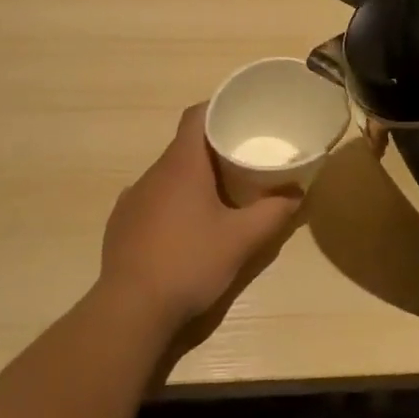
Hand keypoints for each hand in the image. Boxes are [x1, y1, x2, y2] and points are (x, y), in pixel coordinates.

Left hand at [98, 104, 301, 341]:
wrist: (131, 309)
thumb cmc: (190, 263)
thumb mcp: (242, 240)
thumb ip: (274, 212)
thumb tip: (297, 193)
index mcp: (181, 166)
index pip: (196, 116)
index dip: (218, 108)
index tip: (241, 115)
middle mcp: (153, 173)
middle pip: (184, 146)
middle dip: (213, 148)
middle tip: (243, 160)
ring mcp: (132, 198)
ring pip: (167, 174)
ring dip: (192, 178)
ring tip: (218, 196)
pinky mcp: (121, 223)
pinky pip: (151, 199)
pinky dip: (171, 202)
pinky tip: (185, 228)